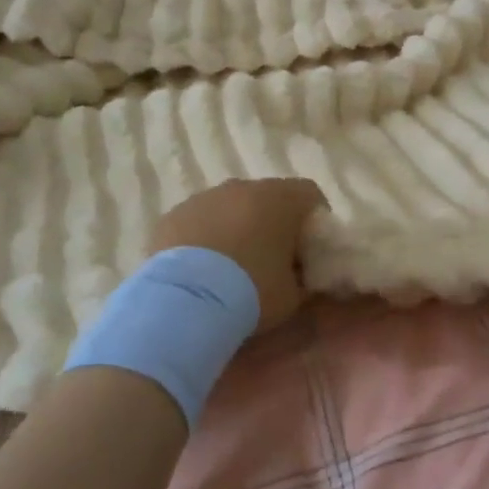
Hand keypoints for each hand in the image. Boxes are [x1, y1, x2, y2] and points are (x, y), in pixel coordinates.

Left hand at [150, 178, 324, 333]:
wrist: (185, 301)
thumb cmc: (251, 292)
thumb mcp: (292, 295)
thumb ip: (301, 278)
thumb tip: (298, 276)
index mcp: (280, 199)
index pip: (310, 194)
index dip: (315, 219)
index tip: (310, 249)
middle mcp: (242, 187)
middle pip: (268, 198)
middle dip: (273, 223)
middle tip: (271, 260)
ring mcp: (204, 197)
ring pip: (230, 207)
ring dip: (236, 228)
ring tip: (231, 268)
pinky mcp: (173, 214)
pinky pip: (199, 221)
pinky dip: (205, 237)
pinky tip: (201, 270)